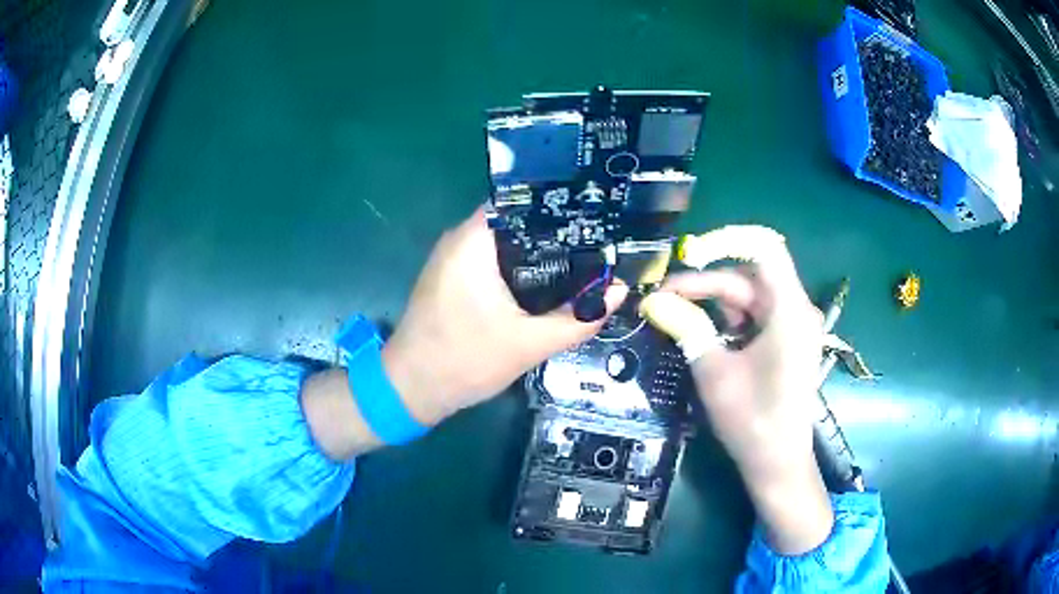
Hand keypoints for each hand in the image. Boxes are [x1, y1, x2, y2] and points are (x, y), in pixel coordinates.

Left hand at [383, 207, 628, 425]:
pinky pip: (492, 260)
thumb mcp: (529, 344)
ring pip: (505, 243)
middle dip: (555, 233)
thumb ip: (578, 318)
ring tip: (582, 259)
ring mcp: (452, 259)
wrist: (412, 389)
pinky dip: (519, 268)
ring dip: (538, 252)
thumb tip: (618, 292)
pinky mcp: (452, 278)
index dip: (559, 208)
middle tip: (597, 243)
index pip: (521, 203)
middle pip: (516, 222)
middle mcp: (459, 240)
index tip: (594, 217)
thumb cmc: (464, 361)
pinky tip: (547, 282)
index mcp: (473, 242)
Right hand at [640, 225, 829, 553]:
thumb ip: (686, 328)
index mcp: (788, 311)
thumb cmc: (752, 420)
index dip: (726, 243)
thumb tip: (652, 301)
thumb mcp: (714, 372)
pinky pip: (757, 316)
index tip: (688, 256)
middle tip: (665, 297)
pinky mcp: (788, 341)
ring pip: (751, 296)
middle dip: (707, 283)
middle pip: (750, 276)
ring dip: (715, 302)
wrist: (778, 463)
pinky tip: (706, 332)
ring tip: (678, 314)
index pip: (764, 250)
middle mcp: (797, 310)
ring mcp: (795, 326)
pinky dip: (730, 319)